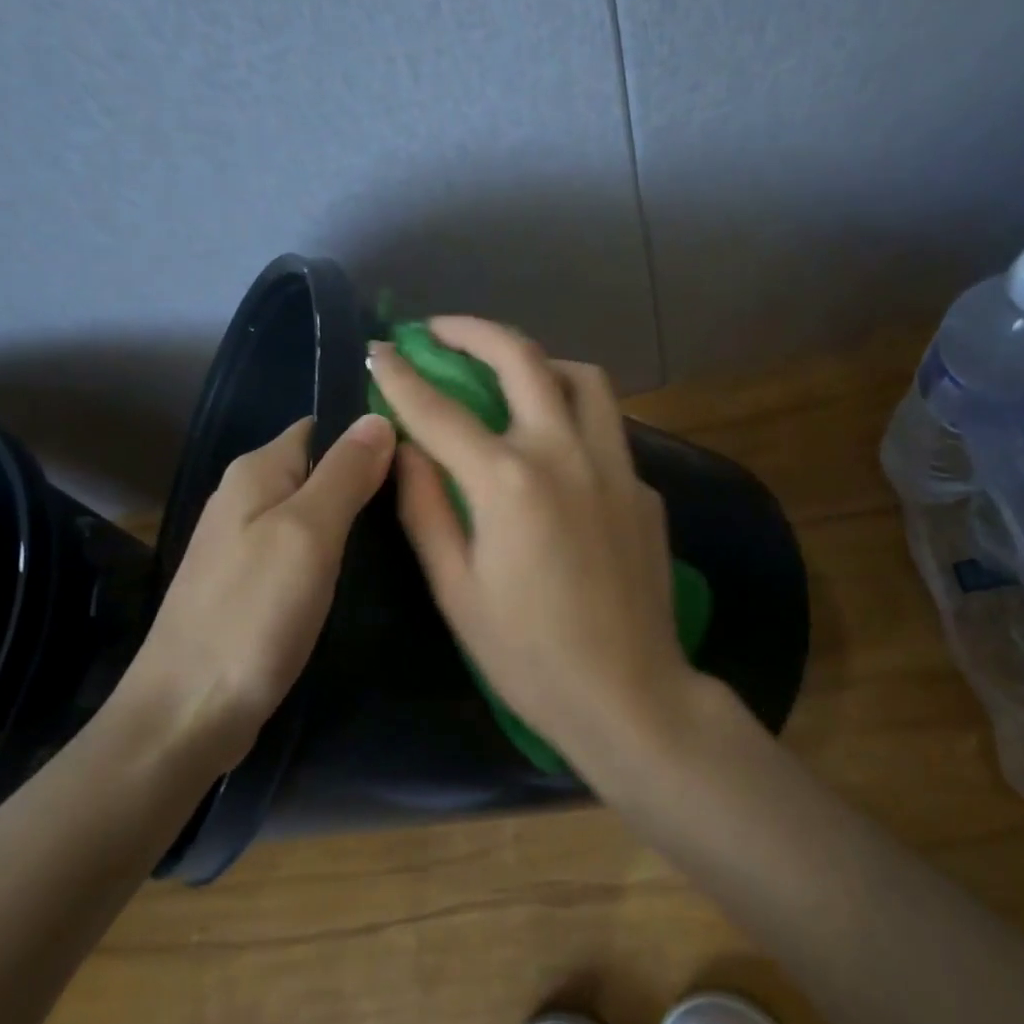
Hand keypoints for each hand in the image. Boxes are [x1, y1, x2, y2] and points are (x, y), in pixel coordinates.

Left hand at [104, 413, 395, 771]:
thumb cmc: (252, 614)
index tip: (424, 451)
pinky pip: (304, 549)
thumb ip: (345, 473)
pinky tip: (370, 569)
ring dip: (357, 518)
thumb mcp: (308, 533)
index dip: (369, 433)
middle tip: (429, 495)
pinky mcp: (253, 585)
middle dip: (370, 478)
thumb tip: (378, 417)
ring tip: (413, 527)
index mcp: (256, 471)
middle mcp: (246, 497)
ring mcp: (247, 544)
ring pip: (316, 511)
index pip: (323, 426)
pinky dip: (337, 552)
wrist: (188, 714)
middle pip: (321, 468)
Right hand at [367, 317, 694, 773]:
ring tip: (508, 372)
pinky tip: (556, 448)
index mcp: (509, 482)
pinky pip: (607, 429)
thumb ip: (426, 509)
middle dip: (474, 332)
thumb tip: (405, 450)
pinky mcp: (644, 487)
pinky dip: (573, 416)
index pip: (441, 410)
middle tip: (441, 329)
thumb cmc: (528, 655)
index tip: (379, 349)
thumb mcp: (456, 589)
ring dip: (538, 361)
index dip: (402, 375)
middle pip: (522, 359)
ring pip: (583, 378)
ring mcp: (616, 466)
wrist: (629, 694)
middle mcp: (566, 455)